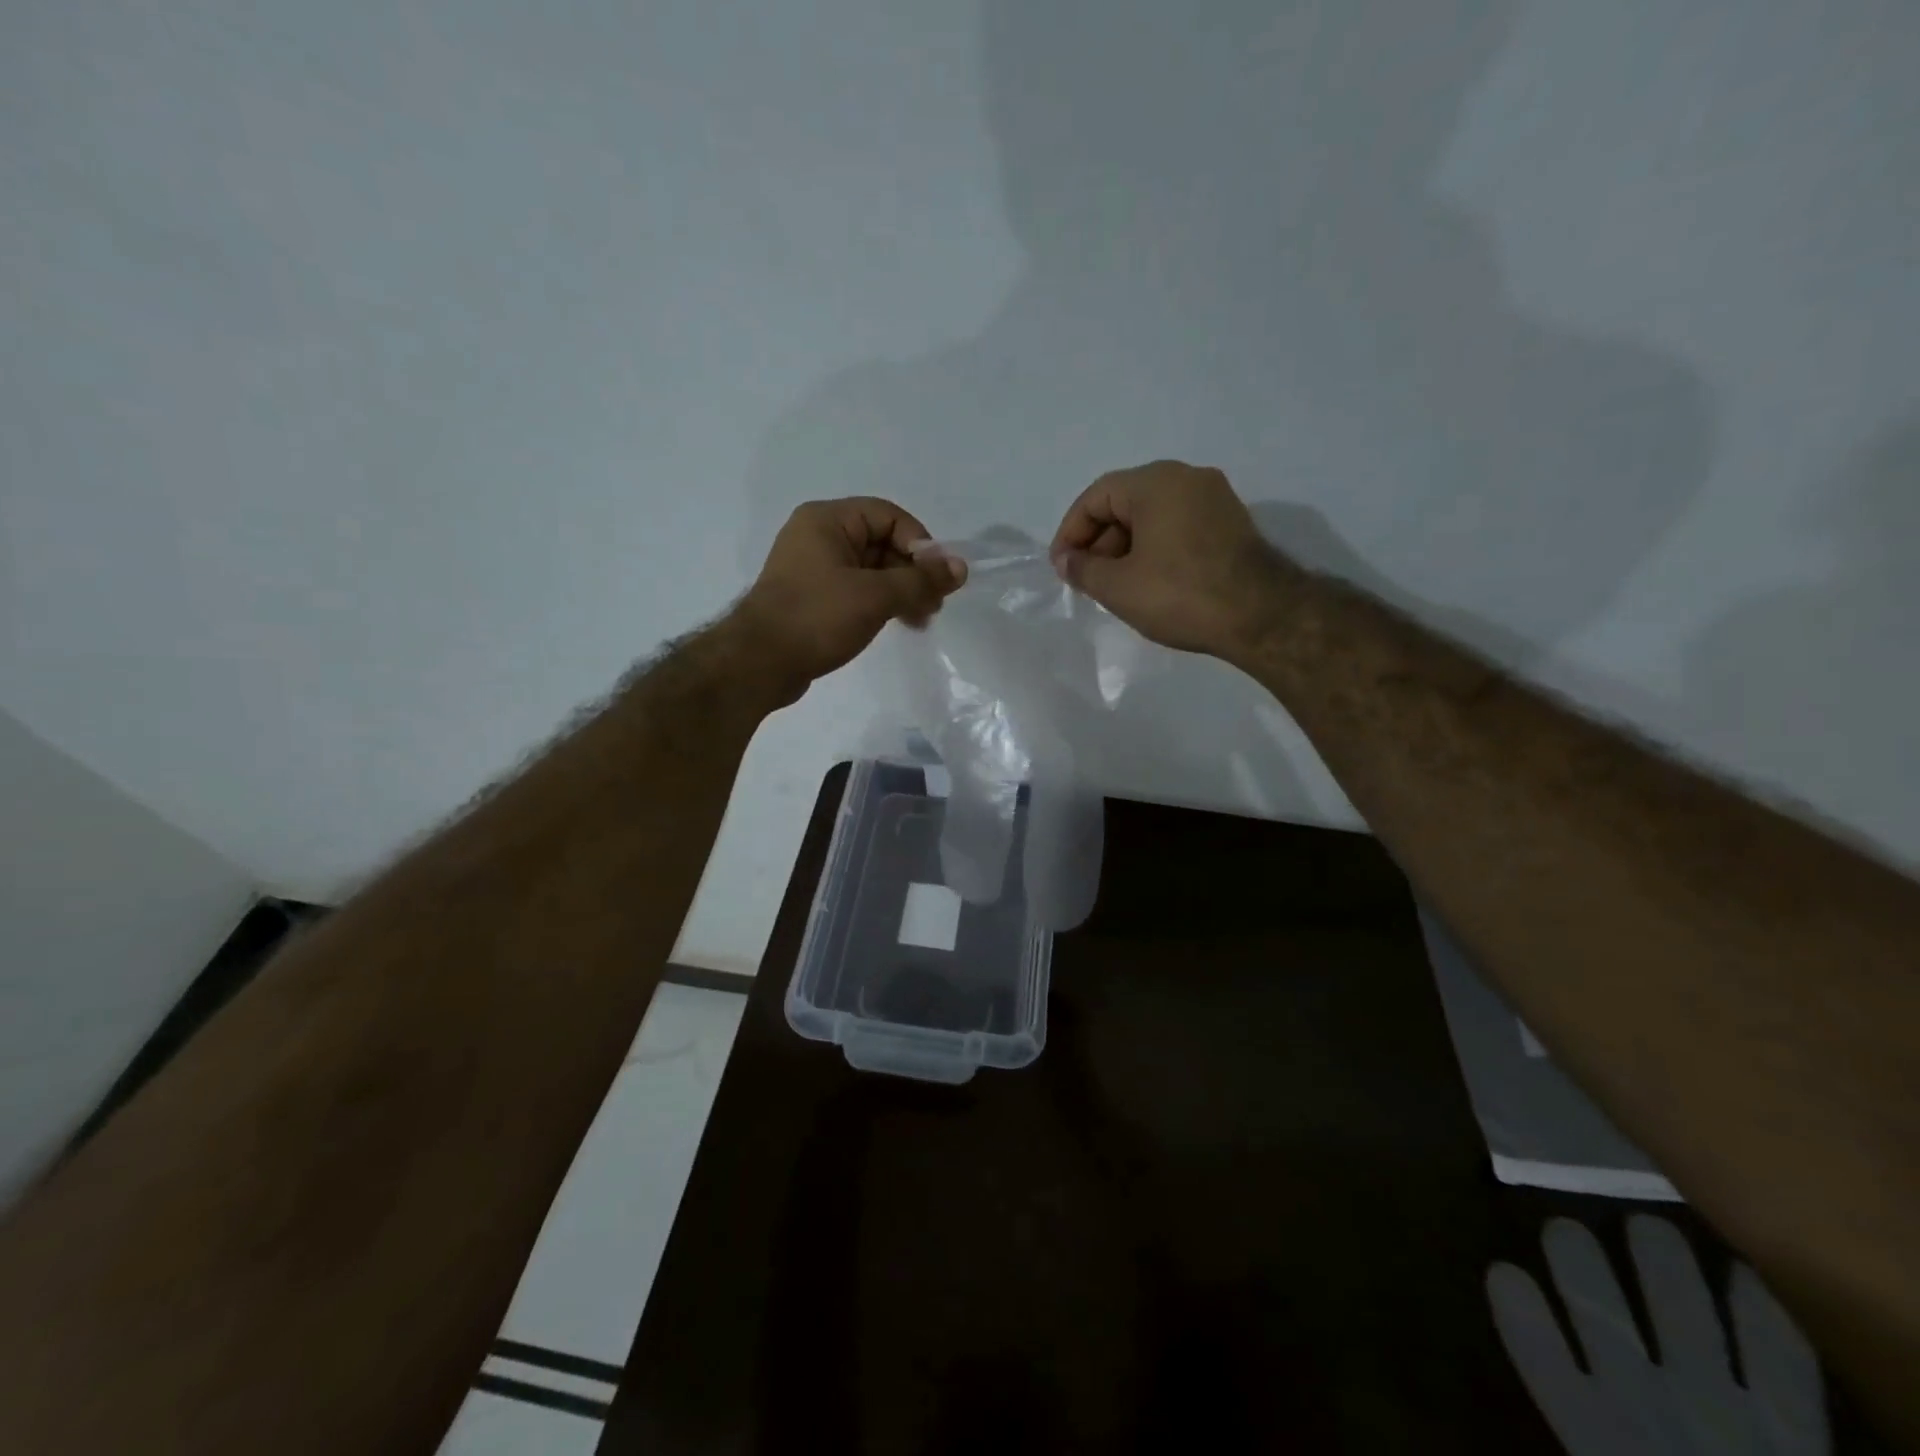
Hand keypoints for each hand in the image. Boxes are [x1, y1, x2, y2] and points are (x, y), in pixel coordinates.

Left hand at [733, 497, 965, 696]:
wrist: (759, 664)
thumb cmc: (817, 618)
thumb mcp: (875, 596)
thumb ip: (920, 580)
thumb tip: (961, 568)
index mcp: (828, 520)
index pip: (889, 517)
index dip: (920, 543)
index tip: (938, 578)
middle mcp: (819, 536)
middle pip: (882, 543)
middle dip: (913, 572)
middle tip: (935, 604)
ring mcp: (814, 569)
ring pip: (872, 570)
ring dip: (901, 591)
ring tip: (922, 620)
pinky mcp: (813, 599)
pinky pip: (856, 591)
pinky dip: (881, 604)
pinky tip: (899, 624)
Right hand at [1049, 461, 1285, 658]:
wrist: (1261, 616)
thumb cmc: (1180, 594)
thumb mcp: (1118, 587)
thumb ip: (1083, 569)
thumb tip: (1066, 560)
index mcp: (1155, 482)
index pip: (1096, 497)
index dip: (1071, 532)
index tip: (1062, 568)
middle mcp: (1187, 478)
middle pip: (1125, 503)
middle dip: (1099, 542)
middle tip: (1087, 580)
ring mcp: (1214, 499)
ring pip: (1153, 516)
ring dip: (1125, 548)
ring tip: (1114, 587)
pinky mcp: (1231, 523)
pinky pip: (1178, 527)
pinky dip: (1154, 549)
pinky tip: (1148, 583)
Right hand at [1489, 1215, 1826, 1453]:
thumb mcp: (1607, 1452)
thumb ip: (1572, 1395)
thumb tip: (1523, 1352)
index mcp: (1593, 1431)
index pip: (1537, 1355)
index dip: (1518, 1310)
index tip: (1502, 1270)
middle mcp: (1644, 1405)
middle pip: (1597, 1310)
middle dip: (1578, 1259)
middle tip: (1566, 1225)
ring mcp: (1720, 1409)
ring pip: (1677, 1315)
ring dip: (1660, 1265)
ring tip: (1646, 1222)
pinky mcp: (1792, 1429)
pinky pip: (1779, 1364)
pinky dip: (1761, 1316)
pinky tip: (1743, 1272)